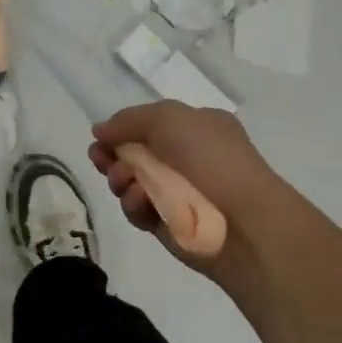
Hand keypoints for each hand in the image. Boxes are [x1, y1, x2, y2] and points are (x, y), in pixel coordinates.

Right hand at [89, 102, 290, 273]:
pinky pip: (140, 211)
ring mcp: (178, 193)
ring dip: (120, 179)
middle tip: (98, 159)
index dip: (123, 129)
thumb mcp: (167, 118)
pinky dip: (135, 205)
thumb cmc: (209, 158)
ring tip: (125, 181)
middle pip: (135, 154)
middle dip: (112, 155)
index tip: (100, 137)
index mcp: (196, 128)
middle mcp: (188, 158)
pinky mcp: (169, 224)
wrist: (243, 221)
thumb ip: (128, 120)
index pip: (150, 124)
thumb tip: (100, 131)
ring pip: (132, 183)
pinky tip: (141, 201)